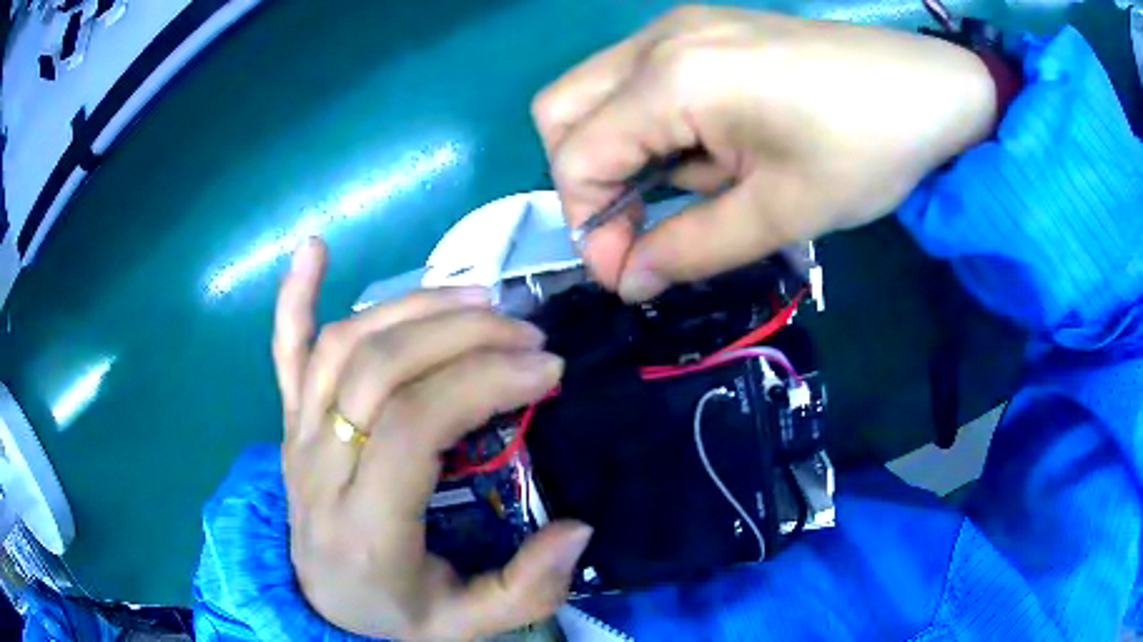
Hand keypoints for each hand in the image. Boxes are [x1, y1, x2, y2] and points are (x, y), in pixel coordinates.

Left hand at [274, 239, 591, 639]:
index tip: (546, 370)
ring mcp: (295, 438)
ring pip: (343, 345)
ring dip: (413, 308)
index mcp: (363, 529)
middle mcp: (317, 471)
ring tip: (477, 301)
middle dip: (462, 336)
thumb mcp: (466, 629)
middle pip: (378, 370)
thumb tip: (579, 528)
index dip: (481, 381)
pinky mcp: (288, 423)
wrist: (326, 609)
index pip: (411, 426)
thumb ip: (525, 591)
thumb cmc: (395, 616)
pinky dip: (294, 297)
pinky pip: (284, 352)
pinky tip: (313, 250)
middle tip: (526, 334)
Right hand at [533, 7, 995, 300]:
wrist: (929, 89)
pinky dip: (653, 124)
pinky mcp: (703, 28)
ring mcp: (679, 25)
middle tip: (642, 221)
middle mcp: (658, 39)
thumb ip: (692, 249)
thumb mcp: (782, 213)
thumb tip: (629, 281)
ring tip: (704, 179)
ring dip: (625, 151)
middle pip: (562, 111)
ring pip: (597, 94)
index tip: (629, 274)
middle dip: (586, 178)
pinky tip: (713, 142)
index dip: (588, 225)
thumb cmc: (868, 148)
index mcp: (674, 77)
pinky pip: (640, 79)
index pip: (577, 156)